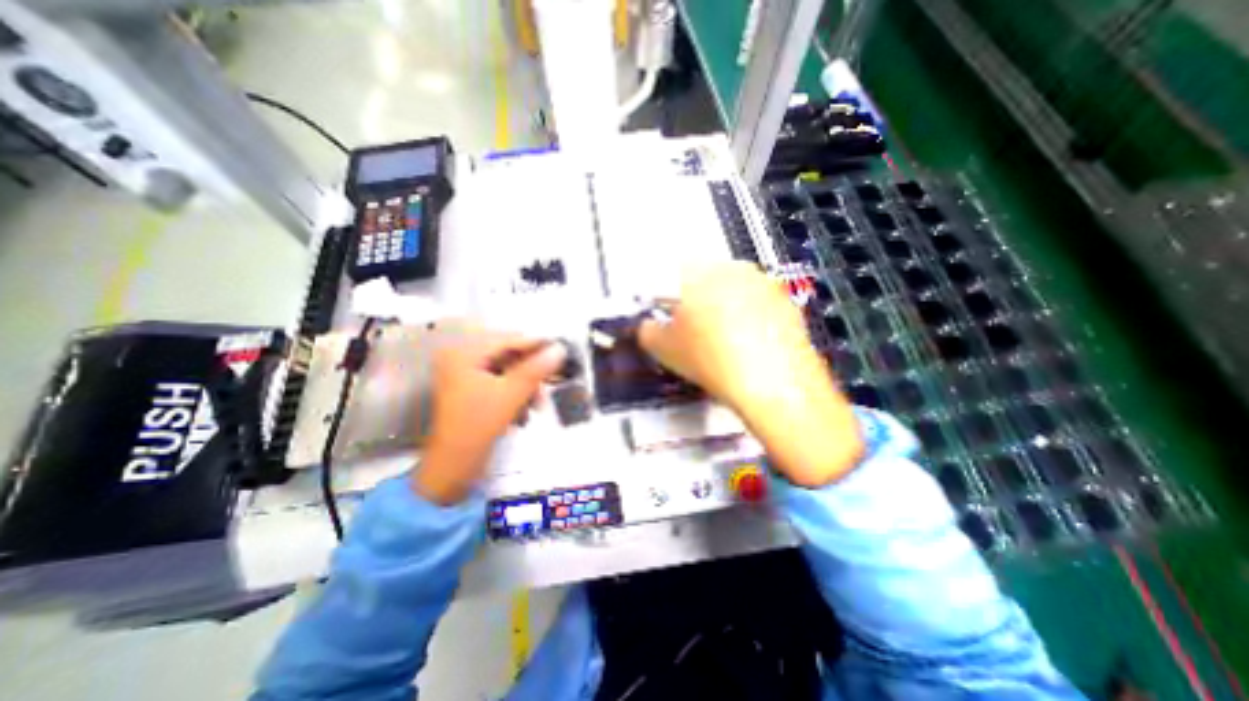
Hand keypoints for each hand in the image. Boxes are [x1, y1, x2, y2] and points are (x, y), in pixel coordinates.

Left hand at [412, 327, 567, 502]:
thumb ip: (536, 369)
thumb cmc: (478, 425)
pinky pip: (502, 384)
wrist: (452, 467)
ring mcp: (466, 375)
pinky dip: (516, 395)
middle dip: (531, 372)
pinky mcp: (472, 391)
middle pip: (508, 355)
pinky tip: (524, 413)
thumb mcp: (511, 394)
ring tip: (538, 406)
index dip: (536, 344)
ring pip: (508, 371)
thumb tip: (560, 348)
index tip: (562, 349)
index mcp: (464, 353)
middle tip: (551, 382)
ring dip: (526, 387)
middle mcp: (462, 358)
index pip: (507, 340)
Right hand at [638, 262, 863, 486]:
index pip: (672, 274)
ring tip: (721, 342)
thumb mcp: (664, 349)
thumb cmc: (713, 361)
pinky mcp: (787, 304)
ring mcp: (764, 284)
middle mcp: (734, 270)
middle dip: (695, 301)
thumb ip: (647, 331)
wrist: (774, 384)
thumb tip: (648, 327)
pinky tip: (746, 346)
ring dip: (723, 309)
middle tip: (691, 331)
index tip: (664, 315)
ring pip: (733, 291)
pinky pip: (758, 306)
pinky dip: (749, 320)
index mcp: (700, 273)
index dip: (665, 297)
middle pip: (705, 279)